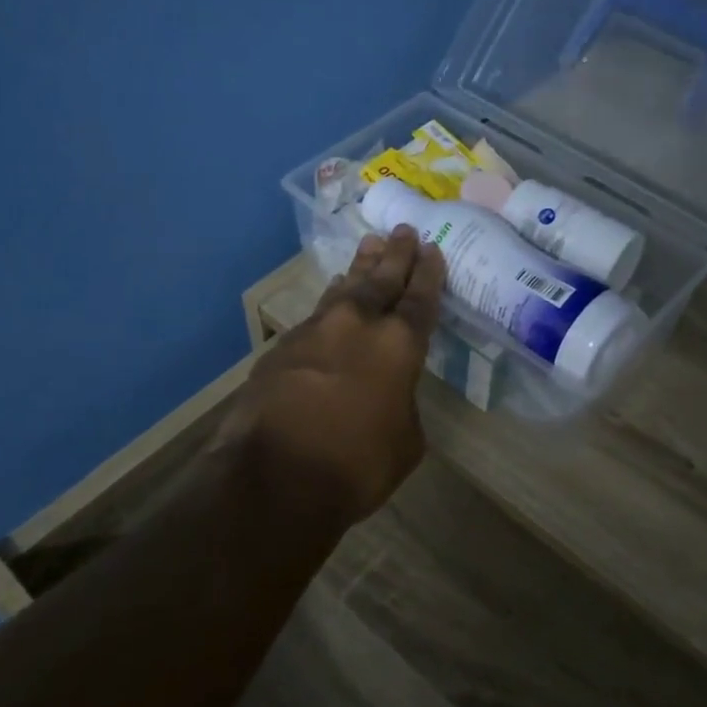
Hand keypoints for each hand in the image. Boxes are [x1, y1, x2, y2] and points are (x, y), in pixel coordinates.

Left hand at [221, 228, 445, 524]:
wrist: (274, 476)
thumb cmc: (355, 465)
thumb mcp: (404, 442)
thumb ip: (403, 404)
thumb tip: (390, 393)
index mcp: (398, 346)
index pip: (420, 298)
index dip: (428, 273)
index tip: (433, 248)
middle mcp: (358, 325)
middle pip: (382, 279)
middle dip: (396, 254)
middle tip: (404, 231)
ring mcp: (316, 330)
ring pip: (345, 288)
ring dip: (361, 267)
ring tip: (370, 246)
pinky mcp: (283, 345)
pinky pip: (317, 313)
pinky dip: (331, 301)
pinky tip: (333, 296)